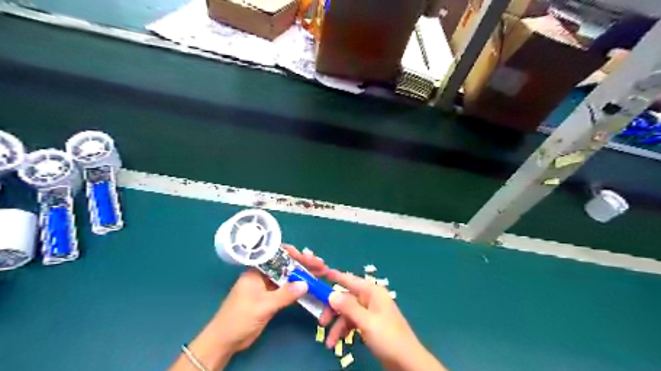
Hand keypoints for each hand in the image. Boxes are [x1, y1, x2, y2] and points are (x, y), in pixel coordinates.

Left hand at [215, 245, 326, 351]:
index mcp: (257, 270)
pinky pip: (288, 289)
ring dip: (304, 274)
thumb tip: (306, 283)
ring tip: (321, 272)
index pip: (277, 255)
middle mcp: (264, 275)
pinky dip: (299, 287)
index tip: (308, 256)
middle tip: (321, 265)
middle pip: (286, 264)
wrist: (225, 340)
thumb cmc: (239, 317)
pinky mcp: (272, 298)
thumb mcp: (263, 305)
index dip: (294, 253)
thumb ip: (284, 294)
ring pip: (289, 276)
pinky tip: (311, 286)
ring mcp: (268, 286)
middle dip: (304, 263)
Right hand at [324, 269, 446, 370]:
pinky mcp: (370, 325)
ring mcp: (370, 313)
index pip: (351, 280)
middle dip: (333, 310)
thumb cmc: (388, 338)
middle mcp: (370, 299)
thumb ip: (348, 307)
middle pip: (346, 299)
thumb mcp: (366, 322)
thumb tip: (331, 294)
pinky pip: (353, 323)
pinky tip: (337, 342)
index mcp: (372, 293)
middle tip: (321, 322)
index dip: (337, 277)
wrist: (407, 362)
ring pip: (348, 313)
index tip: (322, 274)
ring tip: (330, 342)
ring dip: (337, 326)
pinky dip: (344, 331)